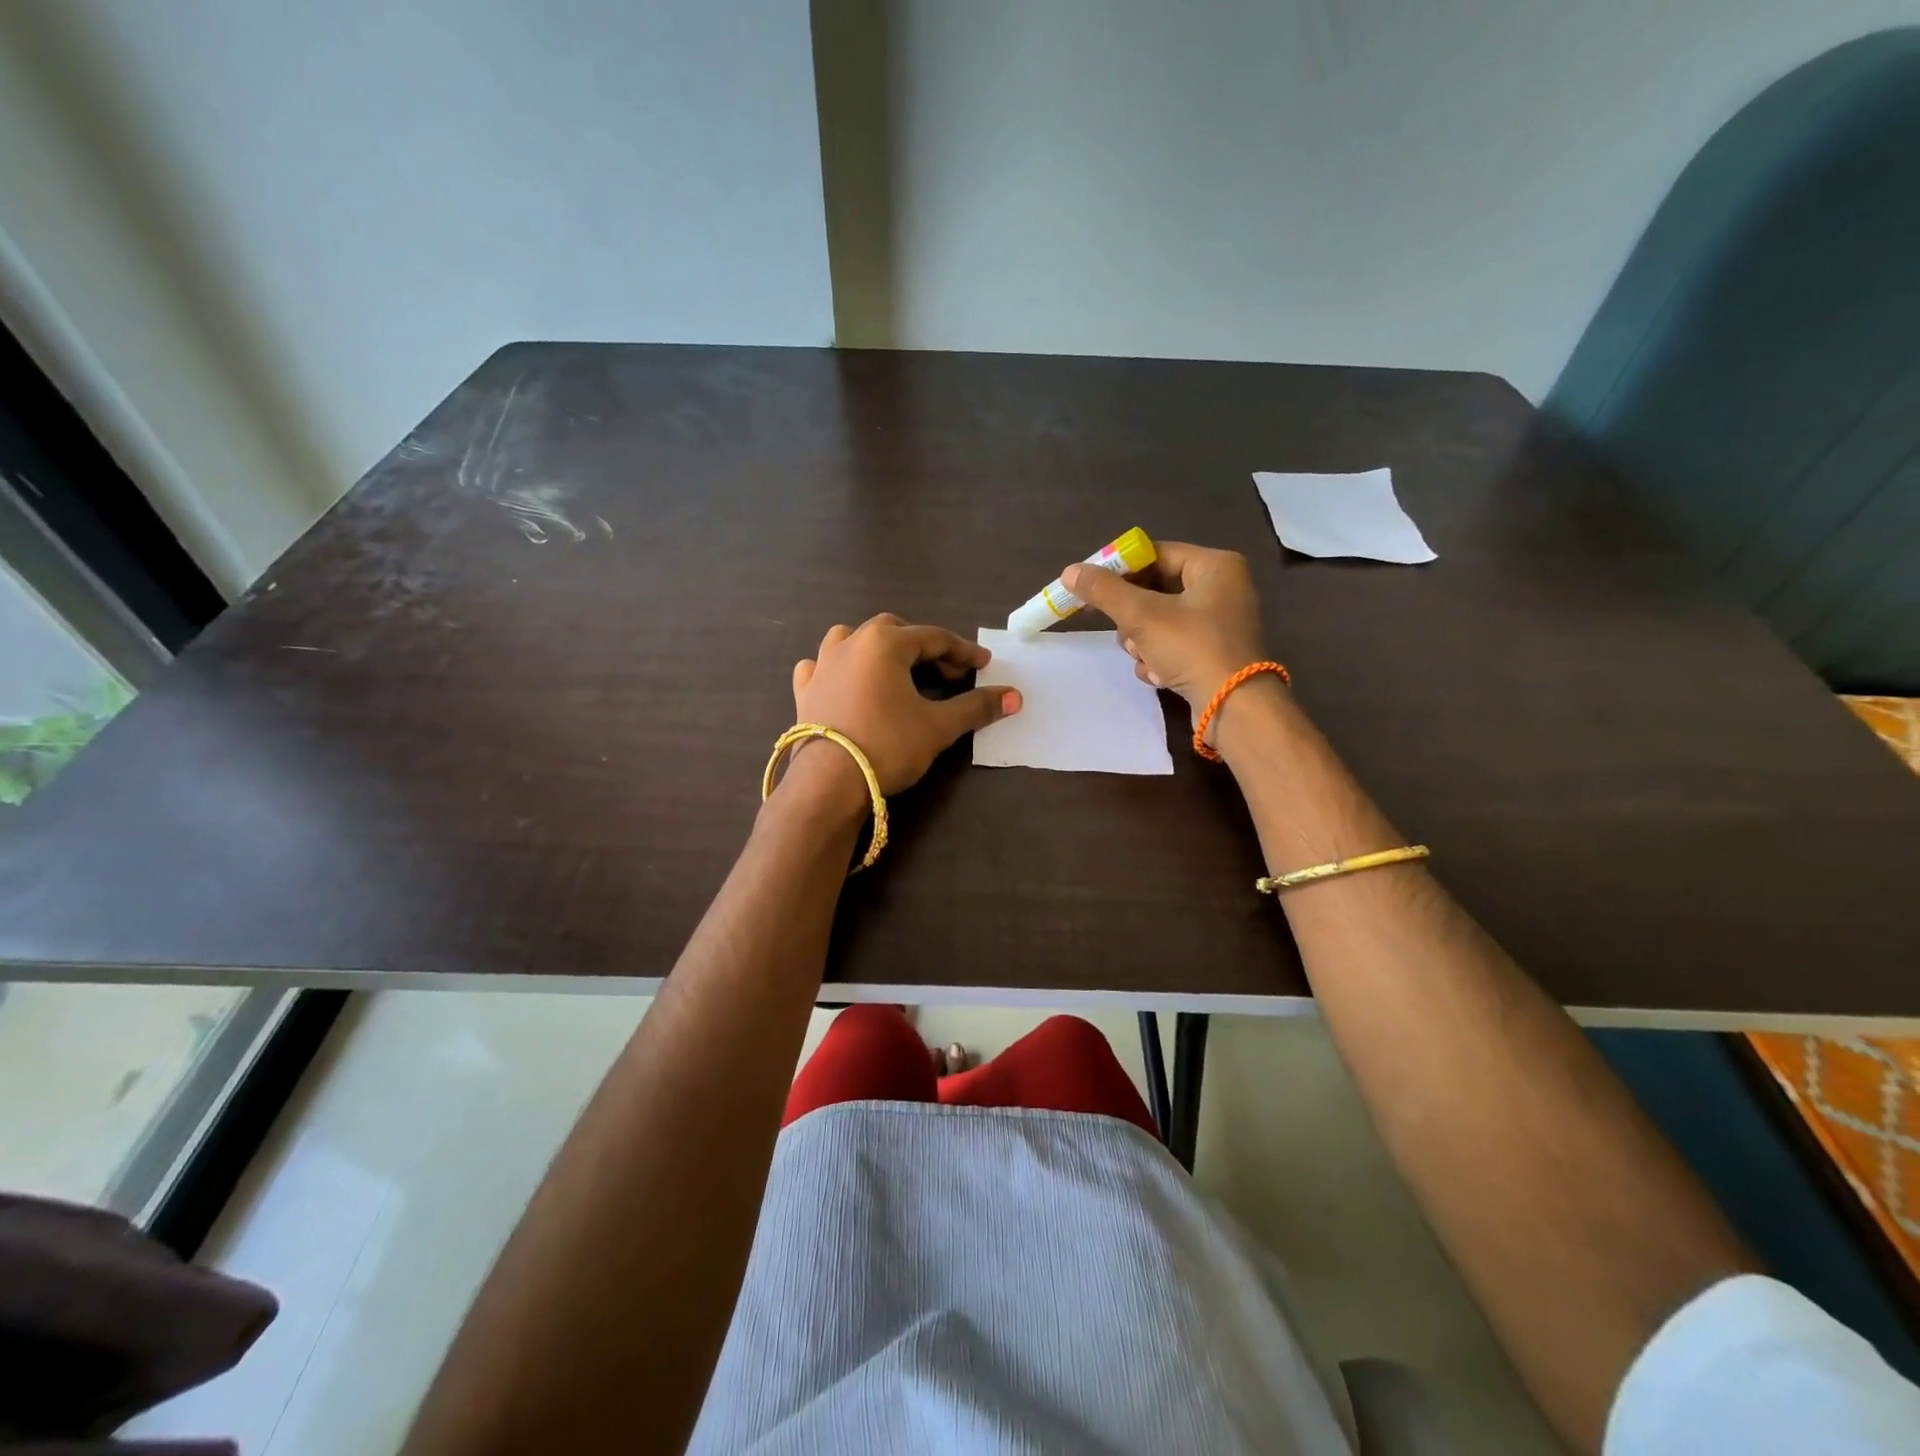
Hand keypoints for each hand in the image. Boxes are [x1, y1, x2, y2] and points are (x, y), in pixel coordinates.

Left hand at [791, 614, 1020, 794]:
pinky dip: (838, 667)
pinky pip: (821, 665)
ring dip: (879, 648)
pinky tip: (844, 680)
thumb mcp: (938, 727)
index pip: (934, 638)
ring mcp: (822, 664)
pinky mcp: (804, 690)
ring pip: (853, 639)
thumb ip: (976, 707)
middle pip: (895, 631)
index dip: (963, 652)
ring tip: (895, 669)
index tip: (983, 665)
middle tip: (946, 673)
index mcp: (885, 643)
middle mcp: (851, 643)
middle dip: (924, 648)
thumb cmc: (888, 746)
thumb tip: (1014, 697)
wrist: (828, 782)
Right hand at [1063, 541, 1267, 723]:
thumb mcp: (1142, 616)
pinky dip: (1158, 658)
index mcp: (1214, 566)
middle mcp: (1221, 588)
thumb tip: (1069, 571)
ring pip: (1157, 620)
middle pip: (1154, 589)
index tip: (1090, 588)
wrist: (1233, 708)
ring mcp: (1217, 623)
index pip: (1155, 554)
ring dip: (1141, 641)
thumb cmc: (1192, 648)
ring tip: (1144, 656)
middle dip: (1132, 616)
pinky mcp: (1211, 652)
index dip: (1119, 569)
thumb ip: (1104, 591)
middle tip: (1122, 630)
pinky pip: (1171, 644)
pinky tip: (1159, 674)